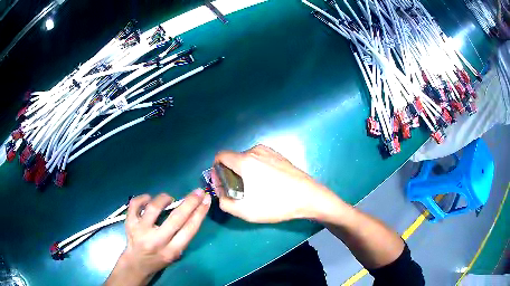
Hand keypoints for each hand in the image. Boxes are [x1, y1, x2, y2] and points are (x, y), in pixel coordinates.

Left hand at [106, 190, 210, 285]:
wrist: (137, 264)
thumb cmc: (159, 259)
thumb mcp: (176, 254)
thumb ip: (182, 236)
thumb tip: (193, 210)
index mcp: (172, 251)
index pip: (189, 229)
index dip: (200, 213)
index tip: (206, 199)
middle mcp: (156, 241)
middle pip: (176, 218)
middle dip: (190, 202)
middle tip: (198, 192)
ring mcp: (141, 231)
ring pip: (154, 208)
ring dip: (164, 199)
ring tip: (169, 199)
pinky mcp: (129, 223)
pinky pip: (135, 204)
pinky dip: (143, 198)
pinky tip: (149, 199)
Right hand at [212, 144, 337, 222]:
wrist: (308, 197)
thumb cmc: (275, 204)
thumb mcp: (244, 211)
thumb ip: (224, 202)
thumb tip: (220, 192)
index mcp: (244, 161)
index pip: (220, 156)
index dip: (216, 169)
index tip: (222, 183)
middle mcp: (255, 151)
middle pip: (233, 159)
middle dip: (231, 173)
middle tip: (240, 191)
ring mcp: (269, 151)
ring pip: (247, 159)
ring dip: (244, 171)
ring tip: (255, 188)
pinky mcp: (279, 155)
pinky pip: (260, 159)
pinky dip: (257, 168)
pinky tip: (267, 183)